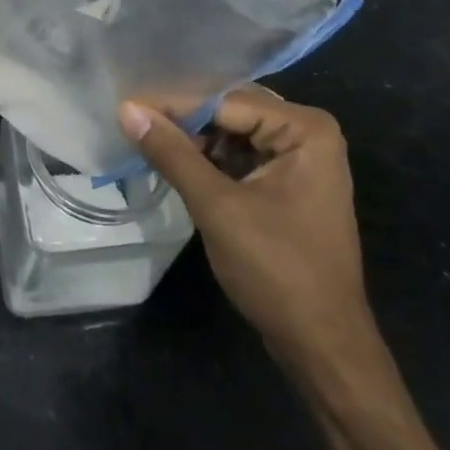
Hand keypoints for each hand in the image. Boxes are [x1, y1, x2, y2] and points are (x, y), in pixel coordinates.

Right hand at [119, 87, 370, 365]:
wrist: (323, 348)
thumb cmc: (277, 271)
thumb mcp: (218, 208)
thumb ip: (172, 153)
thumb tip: (127, 109)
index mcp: (305, 129)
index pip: (226, 101)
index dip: (175, 105)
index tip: (127, 108)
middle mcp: (308, 133)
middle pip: (231, 111)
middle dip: (184, 119)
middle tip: (132, 119)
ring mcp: (301, 160)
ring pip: (233, 133)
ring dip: (193, 140)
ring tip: (145, 139)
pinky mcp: (288, 184)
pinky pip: (241, 156)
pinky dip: (209, 160)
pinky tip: (174, 162)